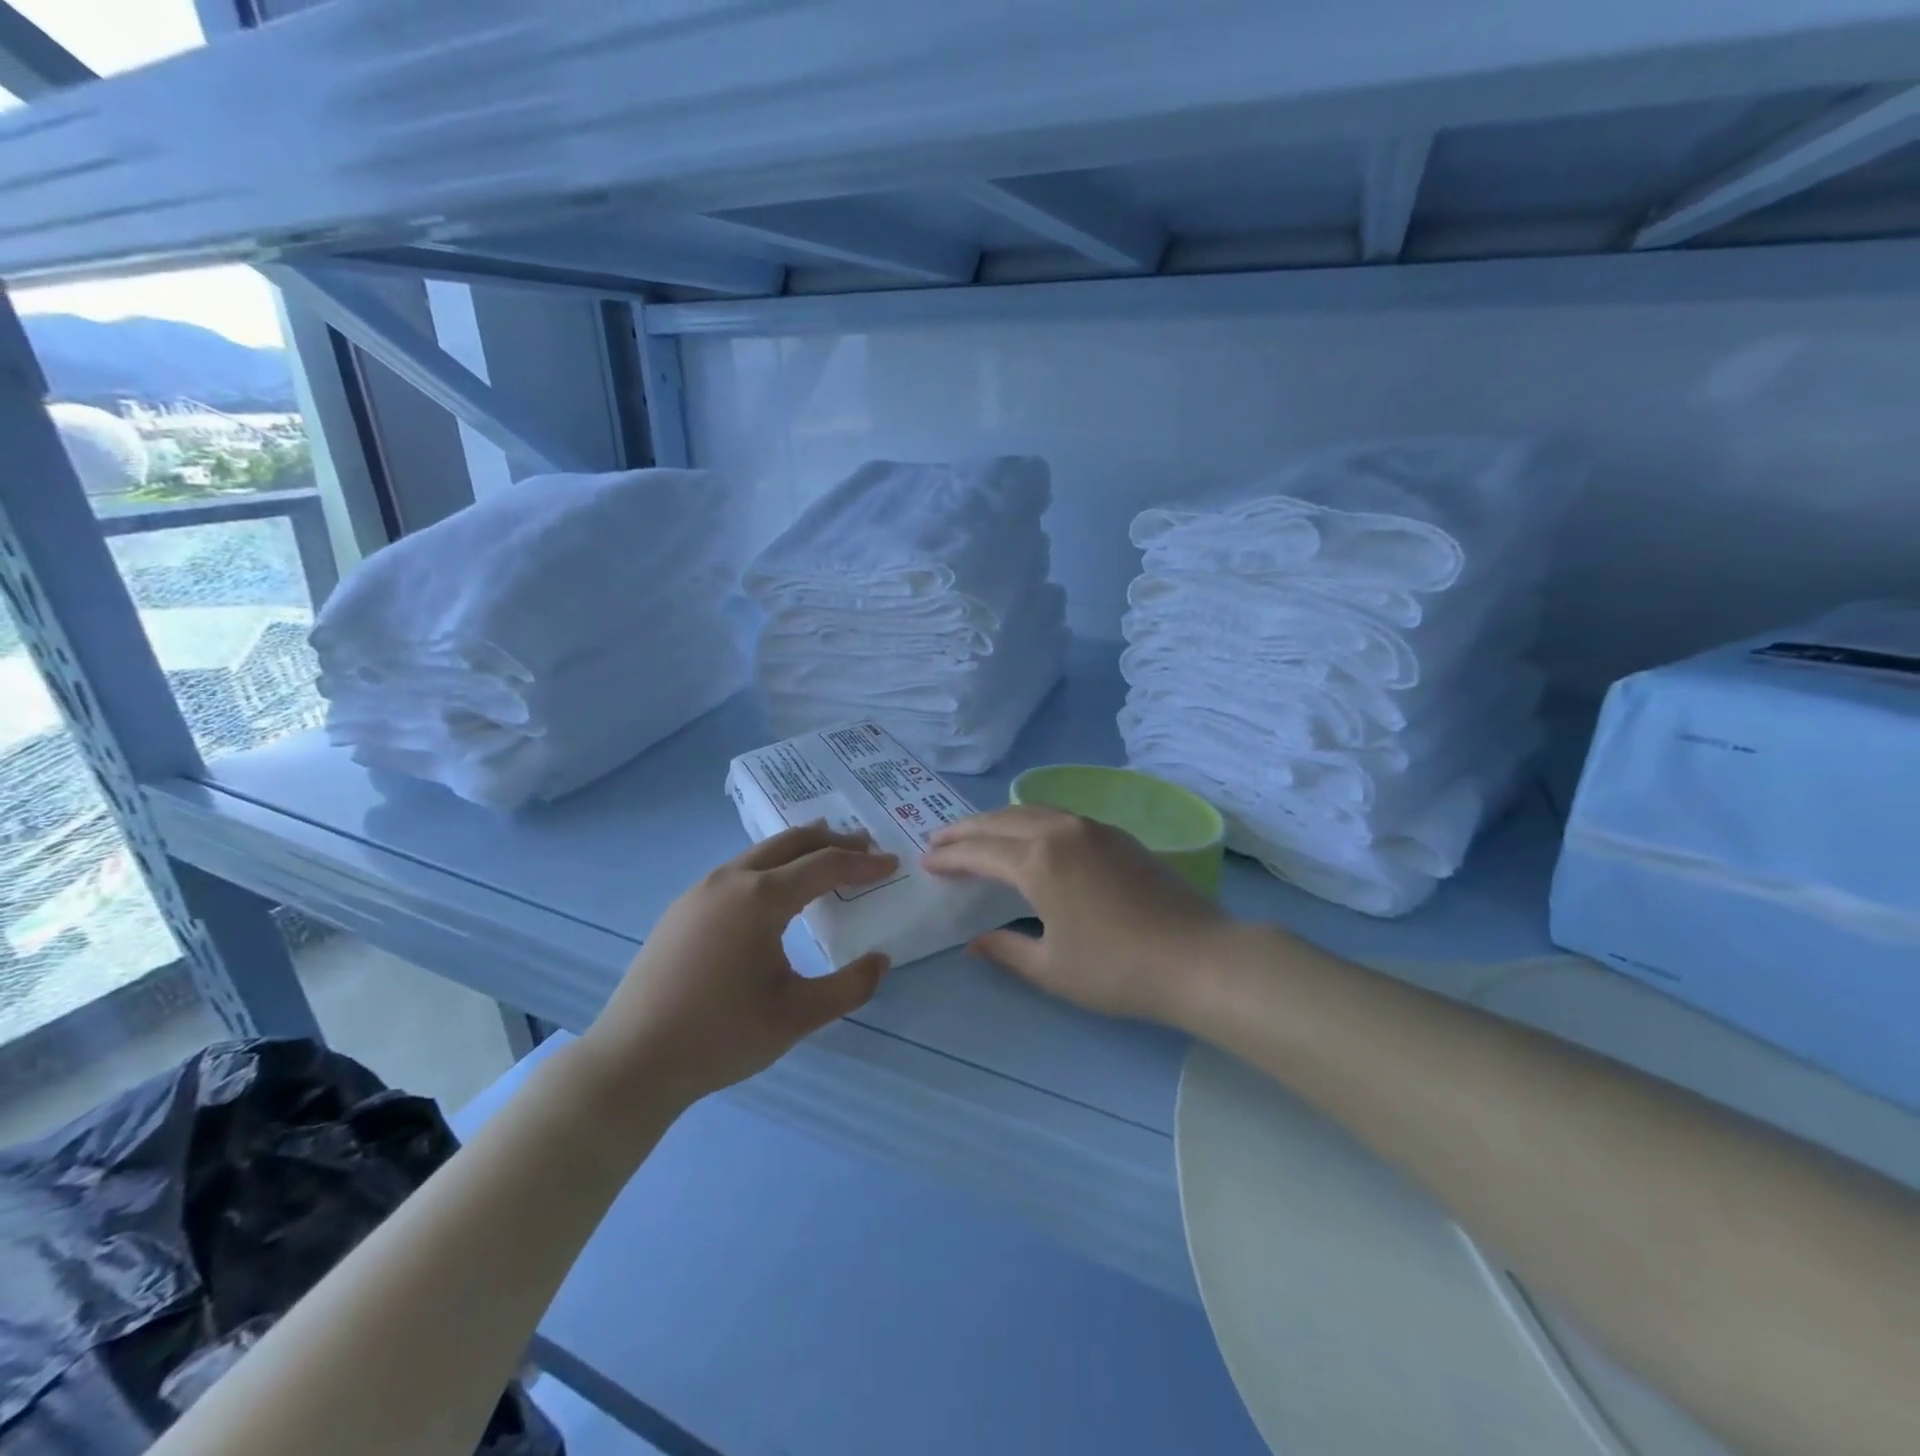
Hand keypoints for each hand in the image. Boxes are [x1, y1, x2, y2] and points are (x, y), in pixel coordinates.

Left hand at [575, 823, 896, 1107]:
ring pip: (759, 853)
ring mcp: (699, 892)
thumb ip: (849, 987)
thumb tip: (880, 960)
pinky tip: (773, 890)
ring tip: (824, 854)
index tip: (892, 864)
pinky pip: (737, 871)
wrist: (632, 1062)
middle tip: (864, 845)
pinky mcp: (681, 909)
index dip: (863, 864)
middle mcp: (730, 881)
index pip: (824, 866)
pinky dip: (769, 866)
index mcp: (760, 898)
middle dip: (832, 840)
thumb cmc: (721, 1036)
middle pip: (790, 842)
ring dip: (798, 849)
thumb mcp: (797, 1017)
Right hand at [922, 805, 1231, 1024]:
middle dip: (966, 829)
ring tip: (978, 833)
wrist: (1196, 957)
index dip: (950, 857)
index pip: (980, 852)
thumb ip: (1006, 950)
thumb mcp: (1051, 968)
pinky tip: (1029, 836)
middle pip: (1001, 820)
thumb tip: (973, 943)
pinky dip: (1030, 820)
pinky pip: (1059, 815)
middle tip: (940, 839)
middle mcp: (1061, 831)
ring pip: (1032, 810)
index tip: (927, 861)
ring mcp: (1092, 828)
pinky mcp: (1116, 834)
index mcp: (1038, 861)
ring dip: (998, 820)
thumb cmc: (1116, 969)